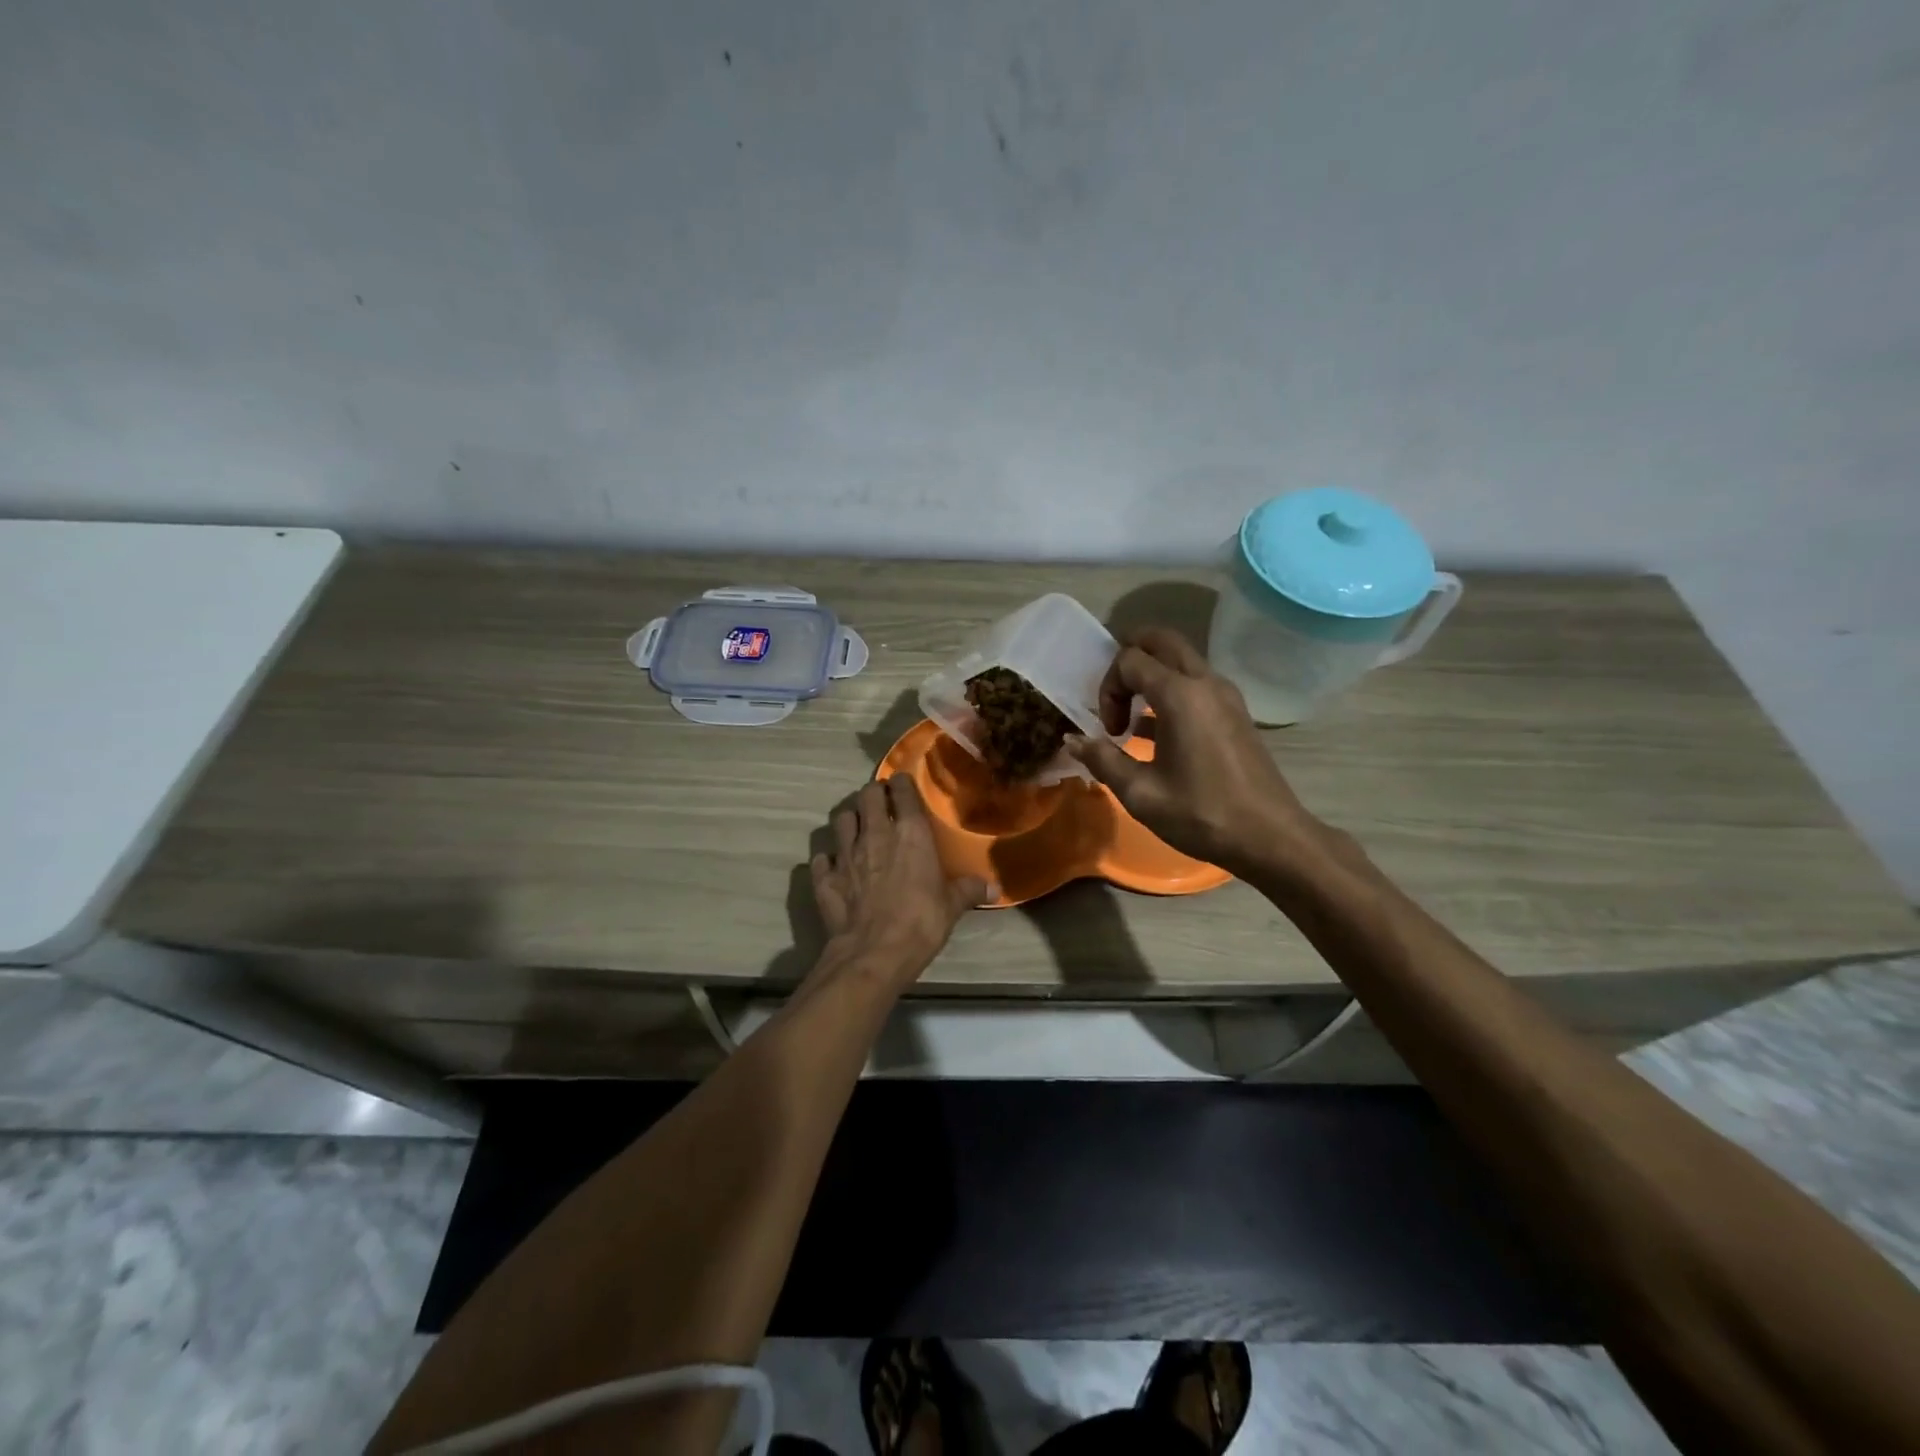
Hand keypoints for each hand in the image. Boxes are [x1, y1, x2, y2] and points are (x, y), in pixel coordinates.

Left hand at [810, 777, 989, 983]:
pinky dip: (828, 859)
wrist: (874, 953)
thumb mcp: (952, 907)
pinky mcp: (824, 877)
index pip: (902, 790)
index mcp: (910, 833)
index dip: (902, 783)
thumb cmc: (921, 922)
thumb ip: (969, 890)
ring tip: (858, 828)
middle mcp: (875, 834)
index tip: (903, 785)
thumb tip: (995, 888)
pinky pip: (821, 858)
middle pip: (868, 795)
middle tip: (881, 803)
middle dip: (874, 794)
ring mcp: (845, 854)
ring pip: (841, 819)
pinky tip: (835, 867)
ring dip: (850, 819)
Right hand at [1066, 627, 1327, 877]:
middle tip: (1114, 697)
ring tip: (1132, 718)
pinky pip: (1196, 683)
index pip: (1130, 660)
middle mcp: (1205, 683)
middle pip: (1161, 640)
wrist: (1270, 837)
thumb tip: (1072, 740)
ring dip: (1151, 676)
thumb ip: (1103, 759)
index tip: (1109, 731)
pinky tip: (1157, 733)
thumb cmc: (1202, 814)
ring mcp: (1225, 695)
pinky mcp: (1235, 712)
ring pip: (1180, 660)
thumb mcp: (1141, 793)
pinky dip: (1170, 691)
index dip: (1109, 688)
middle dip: (1129, 659)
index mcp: (1180, 695)